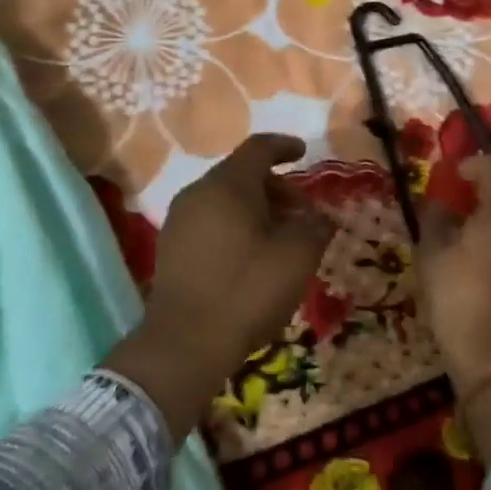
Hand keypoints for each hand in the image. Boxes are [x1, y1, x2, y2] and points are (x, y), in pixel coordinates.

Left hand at [104, 135, 332, 437]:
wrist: (184, 343)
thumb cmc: (246, 290)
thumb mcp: (296, 257)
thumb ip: (314, 227)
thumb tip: (319, 218)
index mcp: (227, 185)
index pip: (258, 148)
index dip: (284, 146)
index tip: (304, 152)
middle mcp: (198, 192)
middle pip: (241, 174)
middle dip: (276, 187)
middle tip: (303, 214)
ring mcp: (179, 220)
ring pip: (224, 200)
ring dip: (257, 209)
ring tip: (281, 239)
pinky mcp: (171, 248)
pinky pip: (210, 221)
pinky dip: (235, 226)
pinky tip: (252, 257)